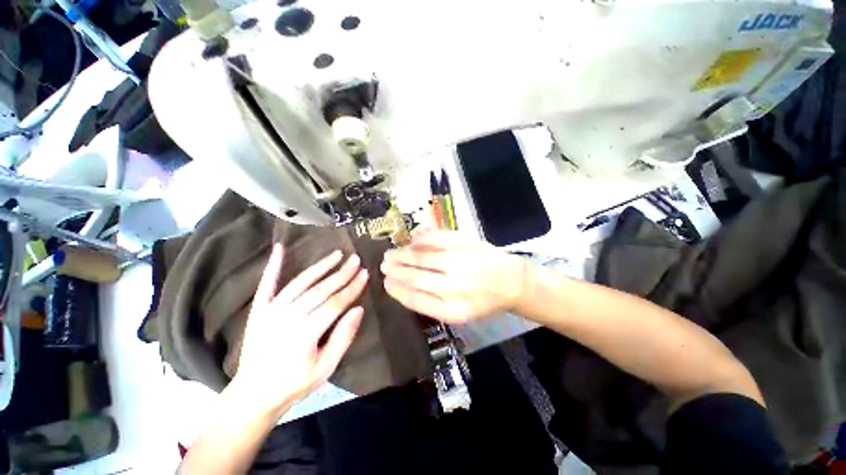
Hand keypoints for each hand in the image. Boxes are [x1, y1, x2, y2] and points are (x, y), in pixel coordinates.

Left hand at [232, 244, 367, 415]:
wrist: (253, 394)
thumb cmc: (294, 384)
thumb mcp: (325, 368)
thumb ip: (343, 338)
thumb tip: (358, 309)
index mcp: (305, 334)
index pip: (335, 304)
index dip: (352, 288)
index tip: (365, 274)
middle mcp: (287, 318)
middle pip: (320, 290)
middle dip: (342, 273)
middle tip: (356, 259)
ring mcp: (271, 311)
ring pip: (301, 283)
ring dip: (320, 266)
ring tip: (337, 254)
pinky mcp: (259, 309)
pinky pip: (267, 284)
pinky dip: (274, 266)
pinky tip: (280, 249)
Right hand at [380, 230, 526, 323]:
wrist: (512, 281)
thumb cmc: (483, 300)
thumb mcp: (458, 312)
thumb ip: (430, 303)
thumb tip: (402, 285)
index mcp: (452, 310)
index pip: (415, 299)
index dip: (396, 290)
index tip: (385, 283)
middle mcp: (454, 286)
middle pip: (415, 276)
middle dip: (394, 269)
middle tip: (383, 264)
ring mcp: (459, 261)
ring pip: (421, 255)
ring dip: (402, 253)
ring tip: (391, 253)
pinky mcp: (464, 242)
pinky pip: (434, 237)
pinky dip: (420, 237)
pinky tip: (412, 240)